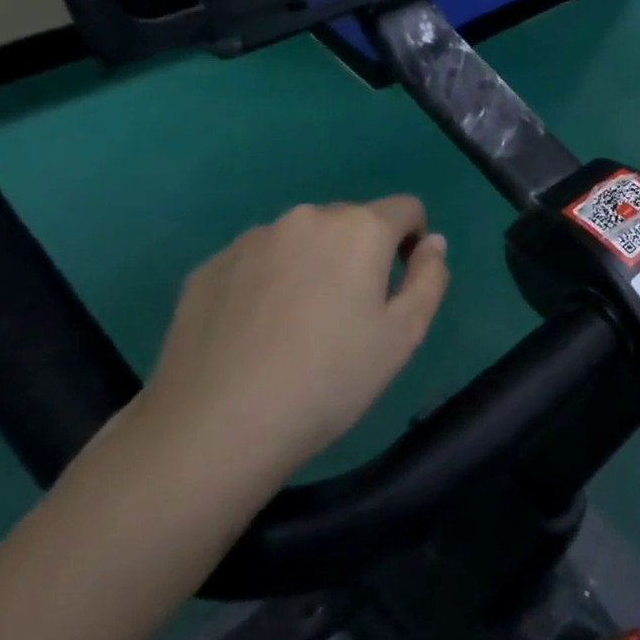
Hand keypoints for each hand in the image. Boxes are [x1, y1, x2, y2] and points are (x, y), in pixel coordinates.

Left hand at [137, 198, 449, 485]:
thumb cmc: (328, 380)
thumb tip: (432, 243)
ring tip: (296, 328)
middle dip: (360, 255)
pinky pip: (257, 262)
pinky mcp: (207, 268)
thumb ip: (430, 277)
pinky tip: (255, 335)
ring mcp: (250, 241)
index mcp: (360, 229)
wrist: (213, 430)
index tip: (396, 290)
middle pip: (351, 222)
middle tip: (348, 316)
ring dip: (312, 266)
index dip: (412, 243)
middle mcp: (306, 219)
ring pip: (301, 241)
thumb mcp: (405, 334)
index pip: (406, 209)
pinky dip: (268, 283)